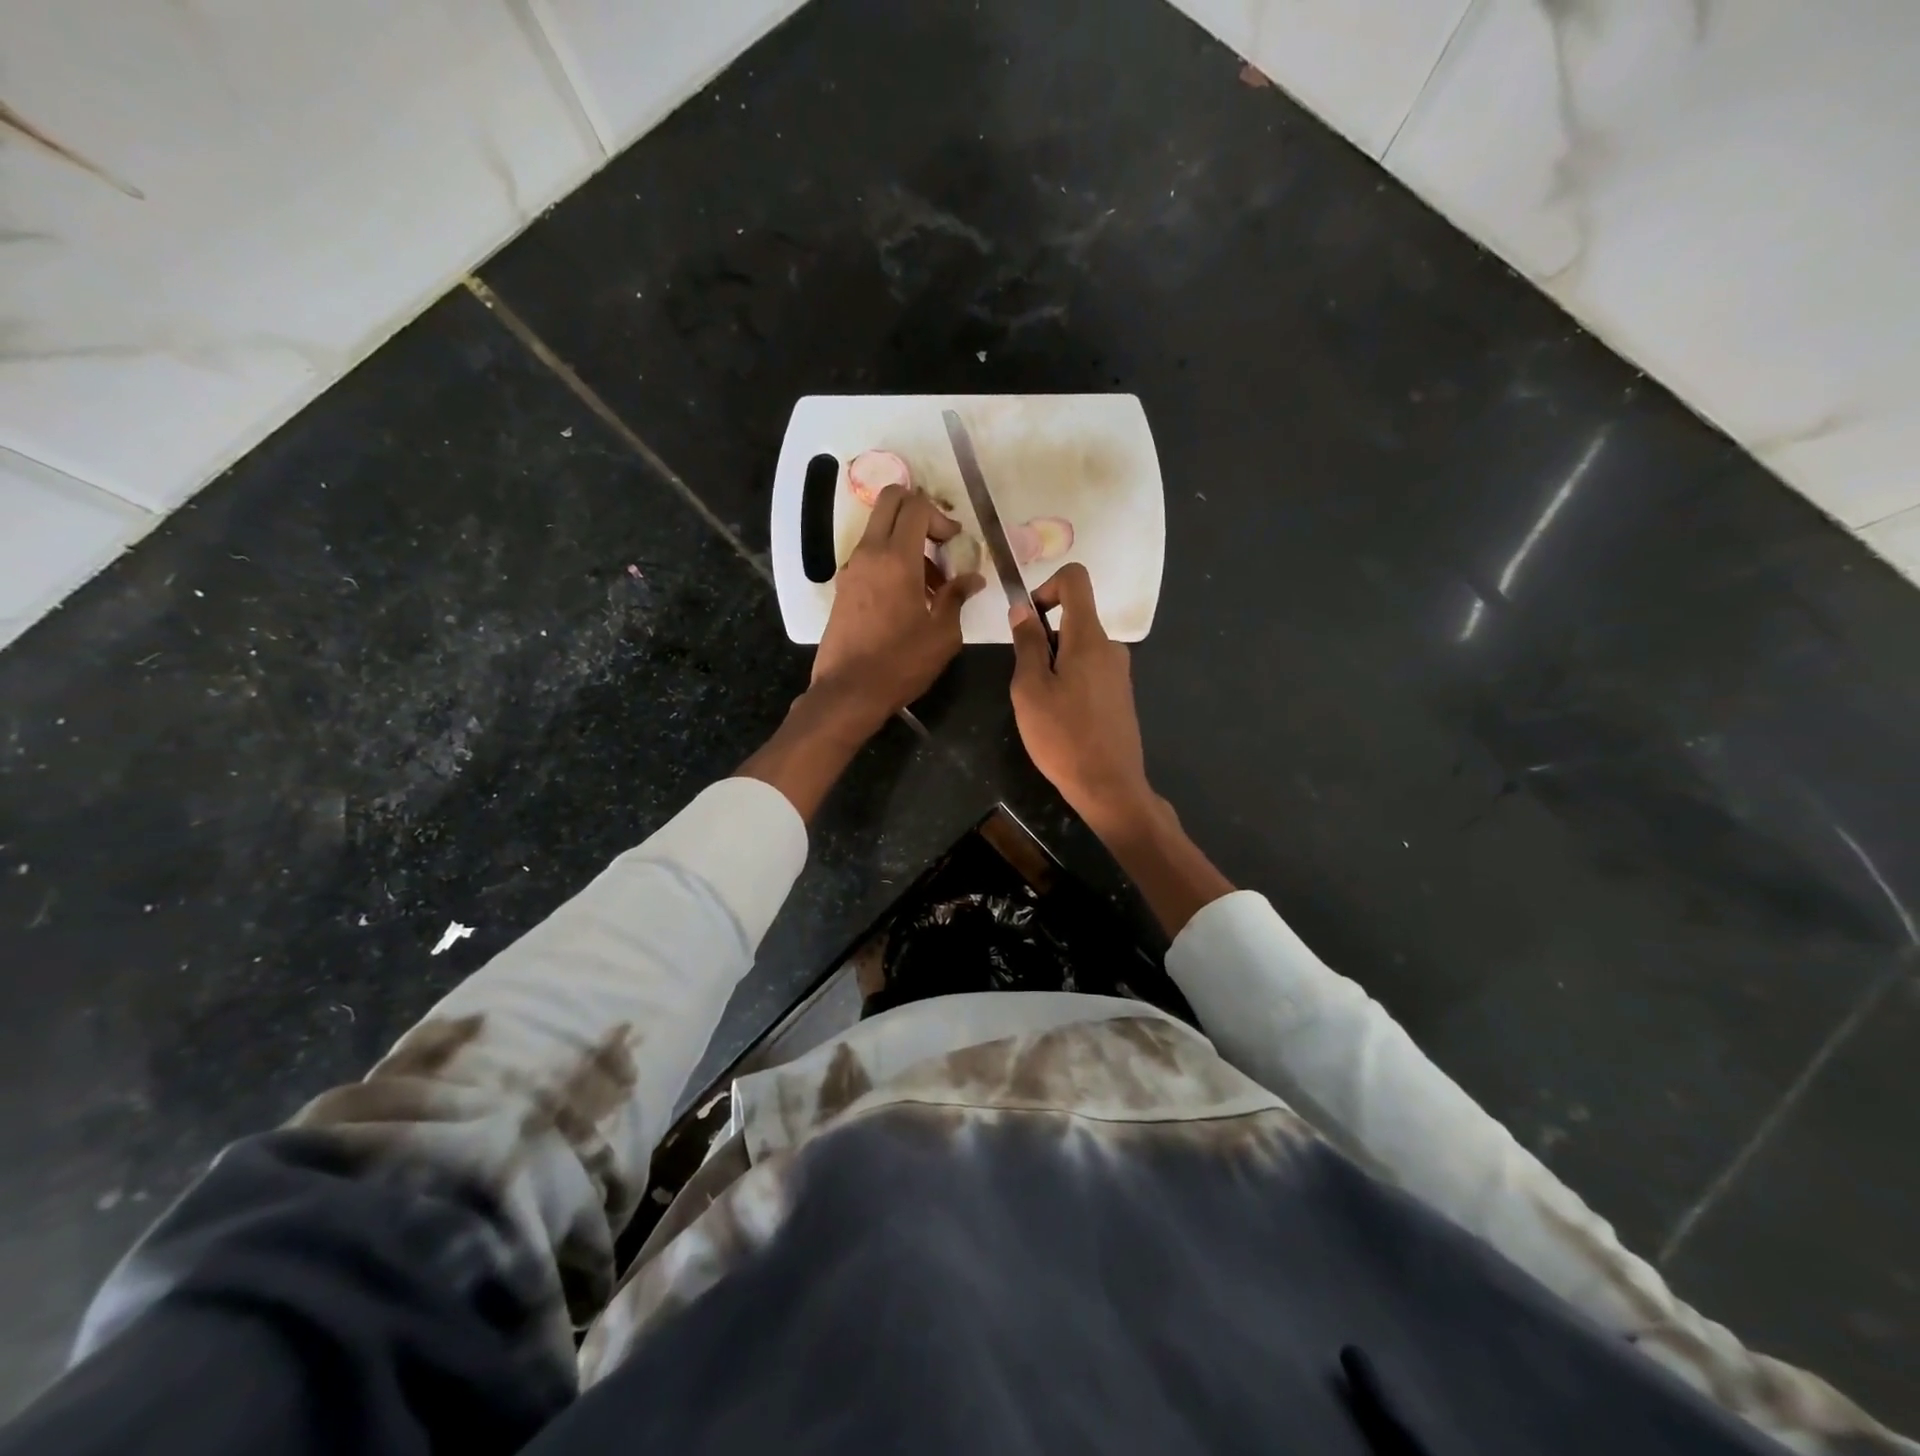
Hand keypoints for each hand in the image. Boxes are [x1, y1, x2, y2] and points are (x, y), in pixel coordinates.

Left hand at [811, 484, 983, 731]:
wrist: (848, 691)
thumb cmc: (900, 663)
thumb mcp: (942, 634)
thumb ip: (957, 598)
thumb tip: (972, 579)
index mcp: (897, 558)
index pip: (916, 506)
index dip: (941, 516)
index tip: (955, 543)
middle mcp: (869, 553)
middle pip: (890, 502)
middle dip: (919, 512)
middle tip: (940, 544)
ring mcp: (852, 569)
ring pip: (879, 530)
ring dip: (906, 541)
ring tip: (932, 585)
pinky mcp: (844, 587)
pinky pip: (870, 557)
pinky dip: (891, 561)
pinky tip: (909, 599)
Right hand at [1008, 563, 1152, 832]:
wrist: (1108, 785)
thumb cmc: (1062, 736)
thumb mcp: (1030, 689)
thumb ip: (1027, 644)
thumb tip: (1023, 608)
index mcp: (1089, 637)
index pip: (1075, 579)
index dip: (1047, 587)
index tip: (1029, 621)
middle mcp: (1110, 647)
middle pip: (1073, 619)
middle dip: (1044, 640)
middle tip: (1028, 683)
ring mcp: (1119, 672)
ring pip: (1078, 649)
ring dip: (1054, 666)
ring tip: (1043, 708)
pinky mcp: (1120, 695)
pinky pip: (1089, 671)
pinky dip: (1069, 682)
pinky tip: (1062, 720)